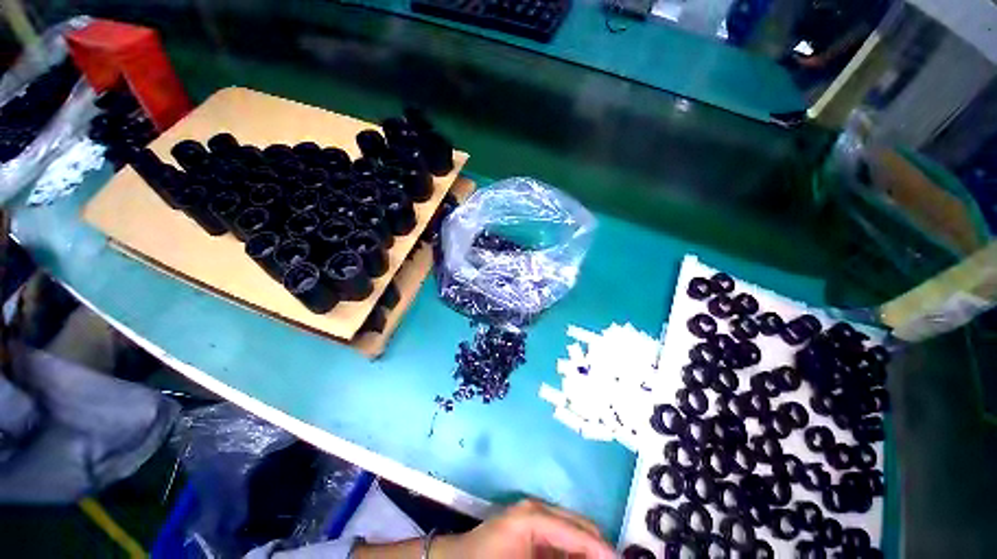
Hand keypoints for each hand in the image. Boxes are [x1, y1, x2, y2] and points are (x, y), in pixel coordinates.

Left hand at [433, 500, 615, 558]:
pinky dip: (573, 553)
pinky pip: (561, 539)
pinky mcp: (531, 527)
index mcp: (536, 516)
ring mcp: (534, 515)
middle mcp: (538, 509)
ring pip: (573, 532)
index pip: (580, 534)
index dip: (605, 551)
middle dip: (599, 549)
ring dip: (588, 551)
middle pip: (581, 527)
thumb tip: (592, 557)